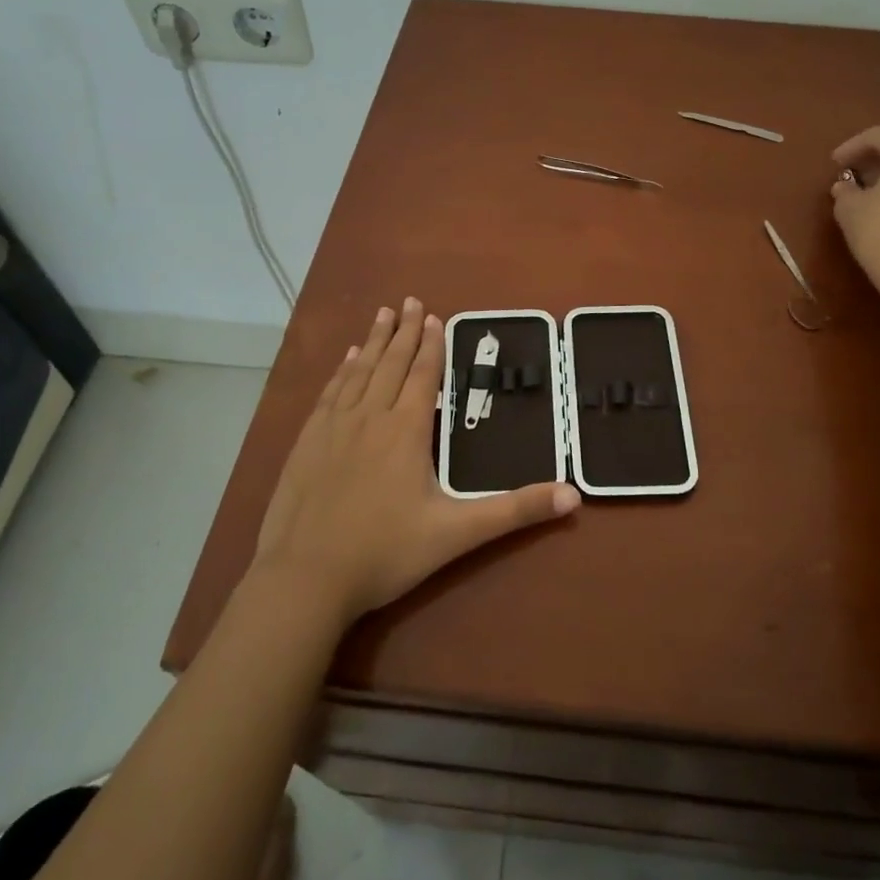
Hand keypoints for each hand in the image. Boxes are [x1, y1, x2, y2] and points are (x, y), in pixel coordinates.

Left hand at [252, 297, 578, 626]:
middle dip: (403, 331)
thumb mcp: (457, 533)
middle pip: (391, 363)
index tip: (433, 316)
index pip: (423, 375)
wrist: (305, 579)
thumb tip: (574, 495)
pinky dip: (342, 371)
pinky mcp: (307, 443)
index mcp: (406, 431)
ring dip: (373, 341)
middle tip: (409, 300)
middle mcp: (370, 417)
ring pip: (359, 372)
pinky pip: (330, 393)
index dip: (431, 345)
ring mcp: (333, 427)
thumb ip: (515, 511)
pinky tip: (346, 361)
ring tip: (381, 314)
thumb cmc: (385, 553)